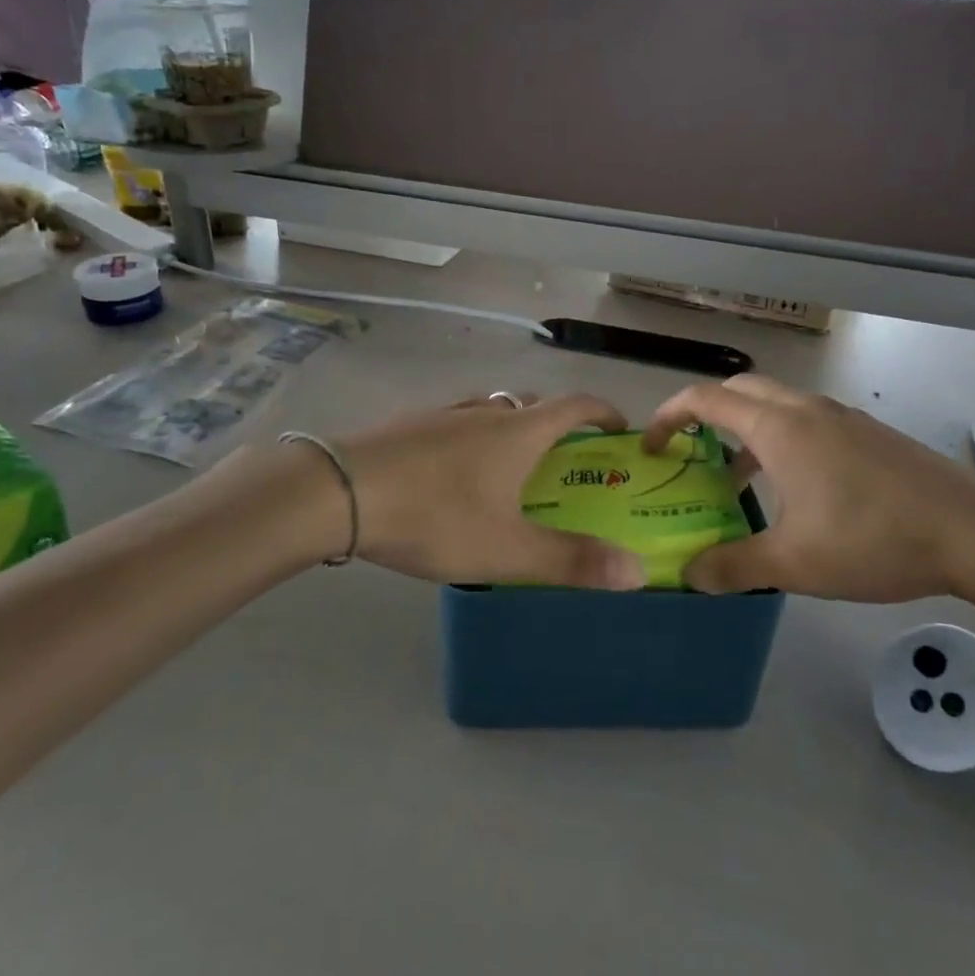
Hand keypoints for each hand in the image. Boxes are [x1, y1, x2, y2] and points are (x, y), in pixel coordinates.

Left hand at [318, 393, 646, 589]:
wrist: (338, 492)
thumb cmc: (434, 517)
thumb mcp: (507, 550)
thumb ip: (571, 561)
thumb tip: (636, 570)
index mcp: (517, 432)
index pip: (575, 405)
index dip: (603, 412)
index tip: (619, 429)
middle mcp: (483, 411)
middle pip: (532, 404)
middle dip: (557, 425)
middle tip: (564, 461)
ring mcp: (441, 413)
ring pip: (489, 410)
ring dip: (510, 428)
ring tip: (508, 467)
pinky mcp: (406, 424)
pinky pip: (453, 422)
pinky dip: (469, 437)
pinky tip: (450, 471)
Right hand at [641, 374, 974, 603]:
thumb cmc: (873, 540)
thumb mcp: (793, 563)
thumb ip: (733, 566)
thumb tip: (689, 575)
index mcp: (778, 428)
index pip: (705, 399)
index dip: (668, 416)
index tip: (650, 445)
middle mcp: (806, 410)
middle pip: (739, 390)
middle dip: (704, 414)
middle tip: (687, 453)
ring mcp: (842, 418)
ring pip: (775, 406)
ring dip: (744, 431)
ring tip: (735, 481)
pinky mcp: (867, 435)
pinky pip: (805, 422)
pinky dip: (779, 440)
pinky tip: (794, 492)